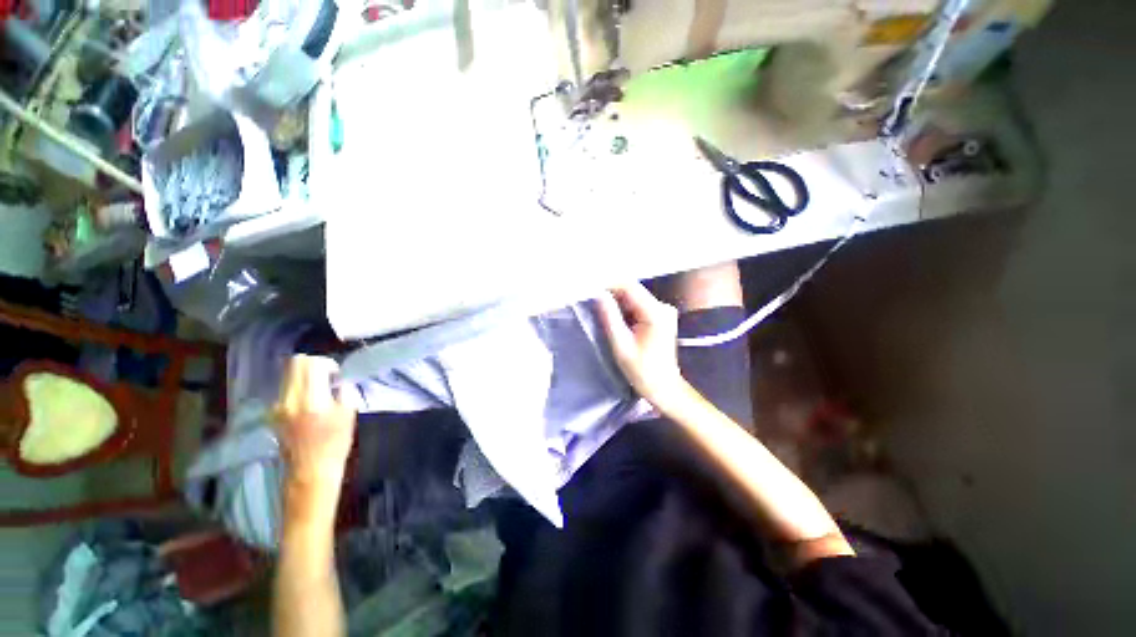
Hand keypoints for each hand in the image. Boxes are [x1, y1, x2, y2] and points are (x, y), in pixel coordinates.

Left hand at [272, 355, 356, 488]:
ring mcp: (277, 405)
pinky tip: (307, 402)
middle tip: (326, 377)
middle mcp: (290, 399)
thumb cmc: (335, 442)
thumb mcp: (349, 413)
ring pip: (288, 374)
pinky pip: (285, 388)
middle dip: (313, 364)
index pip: (312, 363)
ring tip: (318, 390)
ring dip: (304, 375)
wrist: (310, 470)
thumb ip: (344, 390)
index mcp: (312, 399)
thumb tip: (338, 380)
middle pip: (295, 363)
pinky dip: (297, 387)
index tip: (336, 375)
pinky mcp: (273, 412)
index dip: (327, 363)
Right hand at [596, 283, 686, 409]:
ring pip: (633, 298)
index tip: (589, 287)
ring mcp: (663, 311)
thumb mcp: (621, 345)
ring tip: (598, 307)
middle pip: (632, 290)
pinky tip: (613, 317)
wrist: (663, 387)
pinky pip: (637, 306)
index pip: (629, 287)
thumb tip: (598, 295)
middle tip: (590, 297)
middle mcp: (662, 306)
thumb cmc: (642, 370)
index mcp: (655, 312)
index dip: (608, 284)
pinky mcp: (660, 316)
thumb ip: (610, 317)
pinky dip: (624, 309)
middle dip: (610, 293)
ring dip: (616, 301)